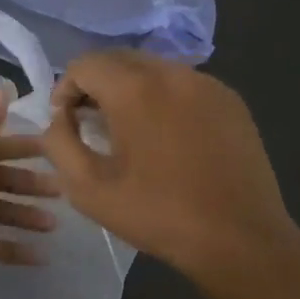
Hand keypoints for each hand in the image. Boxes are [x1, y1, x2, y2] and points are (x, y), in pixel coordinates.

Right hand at [41, 51, 299, 287]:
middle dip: (96, 84)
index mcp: (135, 89)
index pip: (85, 64)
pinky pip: (184, 85)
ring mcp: (208, 84)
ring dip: (130, 89)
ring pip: (154, 69)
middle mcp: (173, 73)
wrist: (240, 239)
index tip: (66, 122)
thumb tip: (60, 119)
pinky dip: (164, 99)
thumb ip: (59, 143)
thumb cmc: (158, 215)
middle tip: (90, 122)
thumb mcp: (88, 188)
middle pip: (120, 59)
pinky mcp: (232, 101)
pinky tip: (167, 137)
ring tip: (128, 130)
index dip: (65, 89)